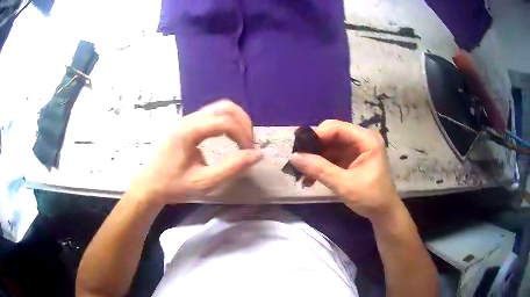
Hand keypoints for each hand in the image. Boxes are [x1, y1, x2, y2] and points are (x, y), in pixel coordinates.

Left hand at [127, 100, 262, 204]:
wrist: (150, 184)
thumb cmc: (174, 185)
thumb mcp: (204, 182)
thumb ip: (231, 168)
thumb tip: (257, 155)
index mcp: (189, 131)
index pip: (225, 121)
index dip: (243, 134)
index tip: (250, 153)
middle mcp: (189, 119)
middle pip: (225, 107)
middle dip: (243, 123)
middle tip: (249, 144)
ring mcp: (187, 119)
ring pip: (220, 108)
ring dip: (236, 121)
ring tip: (243, 140)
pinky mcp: (188, 124)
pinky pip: (213, 114)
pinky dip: (227, 122)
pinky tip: (229, 137)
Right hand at [290, 120, 401, 221]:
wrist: (383, 213)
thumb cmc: (370, 197)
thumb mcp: (344, 184)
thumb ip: (320, 170)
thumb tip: (293, 157)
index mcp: (366, 139)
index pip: (337, 128)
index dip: (317, 135)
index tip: (299, 149)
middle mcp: (361, 139)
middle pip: (332, 135)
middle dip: (314, 148)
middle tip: (297, 160)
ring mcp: (356, 149)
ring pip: (329, 146)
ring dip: (315, 158)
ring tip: (300, 172)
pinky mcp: (351, 159)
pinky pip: (332, 157)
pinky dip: (320, 166)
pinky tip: (310, 178)